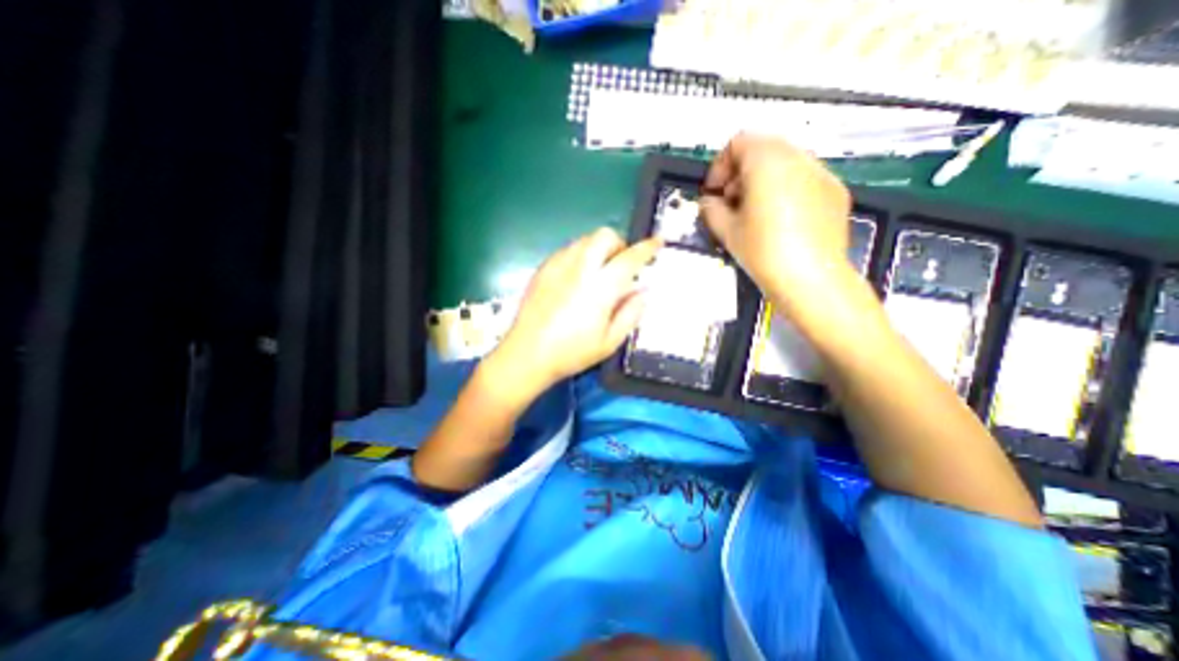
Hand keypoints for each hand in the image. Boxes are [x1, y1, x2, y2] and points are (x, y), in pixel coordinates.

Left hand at [489, 227, 662, 402]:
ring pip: (585, 239)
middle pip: (604, 235)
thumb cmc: (571, 352)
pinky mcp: (543, 269)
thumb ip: (631, 313)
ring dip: (599, 248)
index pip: (630, 258)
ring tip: (599, 271)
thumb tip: (643, 291)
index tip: (657, 242)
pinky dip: (581, 255)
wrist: (526, 354)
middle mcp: (580, 268)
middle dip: (619, 244)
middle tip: (621, 265)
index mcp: (600, 288)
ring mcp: (558, 265)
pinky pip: (568, 249)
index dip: (647, 248)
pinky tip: (577, 277)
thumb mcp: (610, 341)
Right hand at [694, 130, 852, 296]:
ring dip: (763, 180)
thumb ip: (711, 209)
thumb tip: (709, 202)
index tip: (714, 191)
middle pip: (763, 149)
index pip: (739, 142)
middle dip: (741, 172)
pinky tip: (781, 221)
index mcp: (767, 161)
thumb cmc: (763, 251)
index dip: (720, 166)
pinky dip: (786, 190)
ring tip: (755, 212)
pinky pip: (804, 179)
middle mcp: (798, 158)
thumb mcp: (726, 231)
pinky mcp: (836, 192)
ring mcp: (822, 173)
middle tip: (731, 202)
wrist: (810, 279)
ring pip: (785, 163)